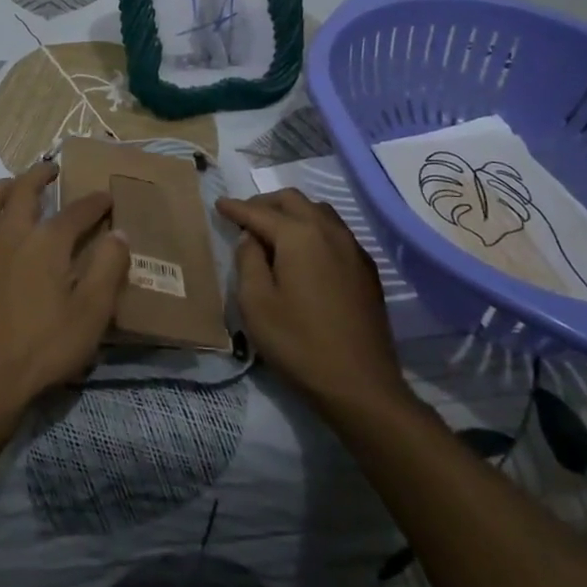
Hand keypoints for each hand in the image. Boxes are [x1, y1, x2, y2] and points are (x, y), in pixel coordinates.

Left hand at [0, 161, 129, 417]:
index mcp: (46, 243)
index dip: (95, 202)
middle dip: (38, 175)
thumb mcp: (92, 312)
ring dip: (0, 187)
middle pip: (21, 191)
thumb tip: (118, 234)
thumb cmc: (46, 346)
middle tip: (52, 169)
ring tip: (14, 186)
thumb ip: (108, 269)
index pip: (76, 211)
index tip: (108, 197)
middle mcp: (12, 237)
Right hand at [217, 188, 418, 419]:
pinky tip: (304, 253)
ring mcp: (353, 249)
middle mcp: (330, 232)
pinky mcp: (366, 270)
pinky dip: (313, 229)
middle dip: (266, 204)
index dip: (236, 208)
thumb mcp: (256, 303)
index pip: (260, 212)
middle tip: (245, 218)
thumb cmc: (298, 343)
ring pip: (319, 212)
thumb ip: (248, 260)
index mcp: (299, 236)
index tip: (219, 204)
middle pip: (294, 201)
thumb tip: (251, 238)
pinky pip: (336, 232)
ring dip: (293, 213)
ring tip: (273, 232)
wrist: (360, 384)